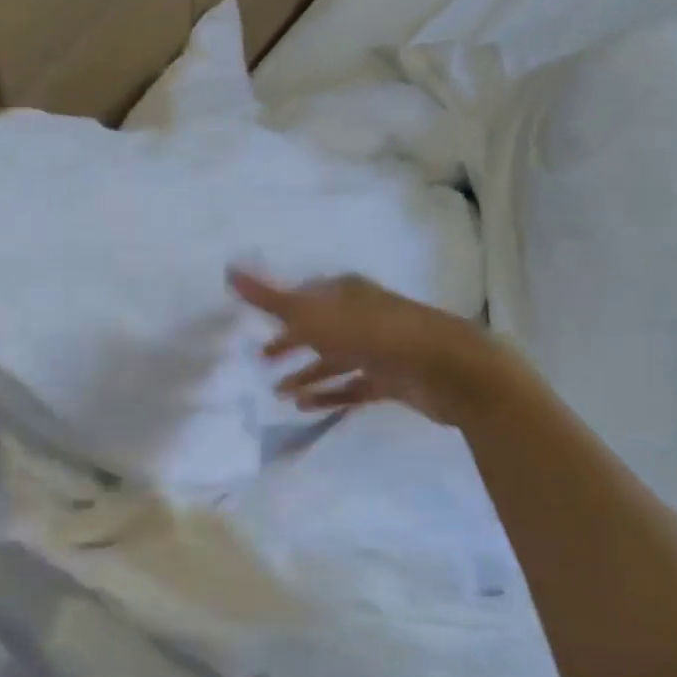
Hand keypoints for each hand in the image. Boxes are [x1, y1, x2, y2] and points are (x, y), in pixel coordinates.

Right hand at [229, 270, 498, 426]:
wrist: (447, 368)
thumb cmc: (375, 334)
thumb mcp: (315, 315)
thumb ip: (271, 298)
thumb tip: (229, 269)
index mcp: (347, 293)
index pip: (307, 297)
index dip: (282, 310)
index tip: (259, 325)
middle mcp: (364, 316)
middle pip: (319, 329)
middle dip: (291, 343)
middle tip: (263, 360)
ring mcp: (380, 349)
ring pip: (335, 360)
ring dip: (307, 373)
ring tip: (279, 392)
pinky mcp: (393, 380)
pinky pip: (353, 388)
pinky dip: (330, 395)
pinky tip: (307, 407)